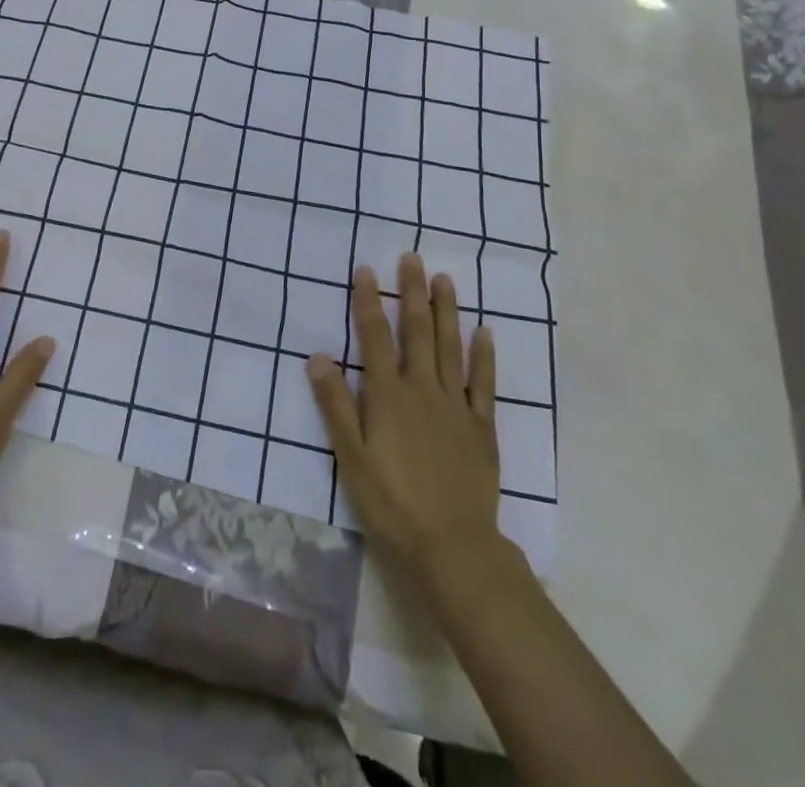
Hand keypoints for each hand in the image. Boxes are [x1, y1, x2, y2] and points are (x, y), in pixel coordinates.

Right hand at [308, 253, 504, 586]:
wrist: (452, 546)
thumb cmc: (391, 502)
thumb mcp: (350, 457)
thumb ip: (336, 405)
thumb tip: (318, 356)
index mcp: (388, 395)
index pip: (375, 337)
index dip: (368, 302)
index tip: (366, 270)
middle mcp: (422, 390)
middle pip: (416, 331)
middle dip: (411, 292)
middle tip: (411, 257)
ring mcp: (456, 406)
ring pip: (450, 347)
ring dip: (446, 311)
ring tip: (444, 279)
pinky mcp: (482, 427)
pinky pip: (484, 383)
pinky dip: (484, 355)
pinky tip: (485, 332)